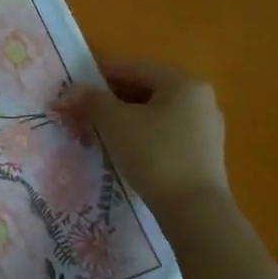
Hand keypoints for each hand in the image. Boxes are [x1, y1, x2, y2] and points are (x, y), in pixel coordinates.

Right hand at [72, 61, 229, 209]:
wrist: (194, 210)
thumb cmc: (154, 155)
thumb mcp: (114, 122)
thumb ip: (91, 100)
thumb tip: (72, 90)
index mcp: (182, 83)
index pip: (133, 68)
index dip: (100, 73)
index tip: (75, 82)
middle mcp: (199, 99)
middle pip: (145, 89)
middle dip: (111, 98)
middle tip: (82, 108)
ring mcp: (205, 127)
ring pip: (154, 113)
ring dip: (124, 117)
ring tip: (97, 129)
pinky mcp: (203, 153)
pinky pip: (164, 132)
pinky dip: (141, 134)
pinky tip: (122, 148)